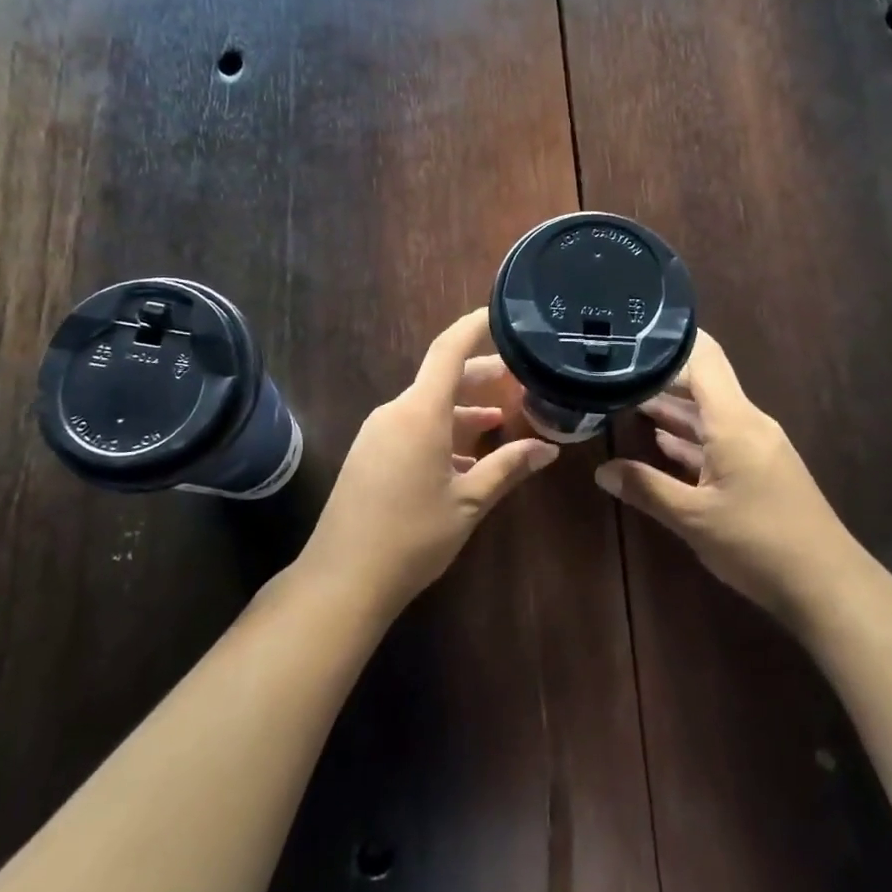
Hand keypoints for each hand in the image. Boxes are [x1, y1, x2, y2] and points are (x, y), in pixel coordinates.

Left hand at [302, 309, 559, 614]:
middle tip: (522, 381)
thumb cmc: (412, 536)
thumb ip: (508, 468)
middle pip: (442, 378)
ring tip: (503, 421)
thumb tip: (548, 449)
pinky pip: (412, 427)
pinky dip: (443, 431)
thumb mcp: (469, 502)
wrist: (342, 578)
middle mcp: (395, 411)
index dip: (476, 325)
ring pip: (428, 406)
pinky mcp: (369, 453)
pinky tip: (467, 458)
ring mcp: (378, 432)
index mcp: (420, 412)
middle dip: (482, 376)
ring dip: (464, 410)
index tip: (502, 313)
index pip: (449, 349)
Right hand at [595, 331, 856, 627]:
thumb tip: (602, 470)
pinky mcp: (761, 469)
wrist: (827, 585)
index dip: (671, 339)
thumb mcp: (693, 518)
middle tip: (614, 372)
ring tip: (625, 401)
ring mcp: (757, 446)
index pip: (704, 357)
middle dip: (660, 377)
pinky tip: (660, 442)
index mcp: (734, 421)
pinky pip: (720, 440)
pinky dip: (690, 438)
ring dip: (672, 410)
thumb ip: (646, 489)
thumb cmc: (758, 543)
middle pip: (703, 384)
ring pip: (709, 415)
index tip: (633, 331)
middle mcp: (748, 423)